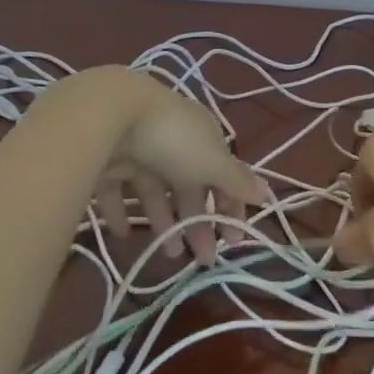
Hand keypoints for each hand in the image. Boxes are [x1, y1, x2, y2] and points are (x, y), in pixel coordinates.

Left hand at [82, 70, 270, 263]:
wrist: (111, 115)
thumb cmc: (174, 139)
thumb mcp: (212, 162)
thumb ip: (236, 181)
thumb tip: (266, 194)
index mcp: (203, 137)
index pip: (223, 173)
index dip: (231, 204)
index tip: (234, 239)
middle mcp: (173, 142)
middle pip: (190, 186)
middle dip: (199, 222)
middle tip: (204, 259)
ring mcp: (139, 150)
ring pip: (155, 191)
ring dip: (164, 222)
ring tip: (169, 255)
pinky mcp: (107, 161)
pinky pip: (116, 191)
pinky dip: (120, 213)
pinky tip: (123, 233)